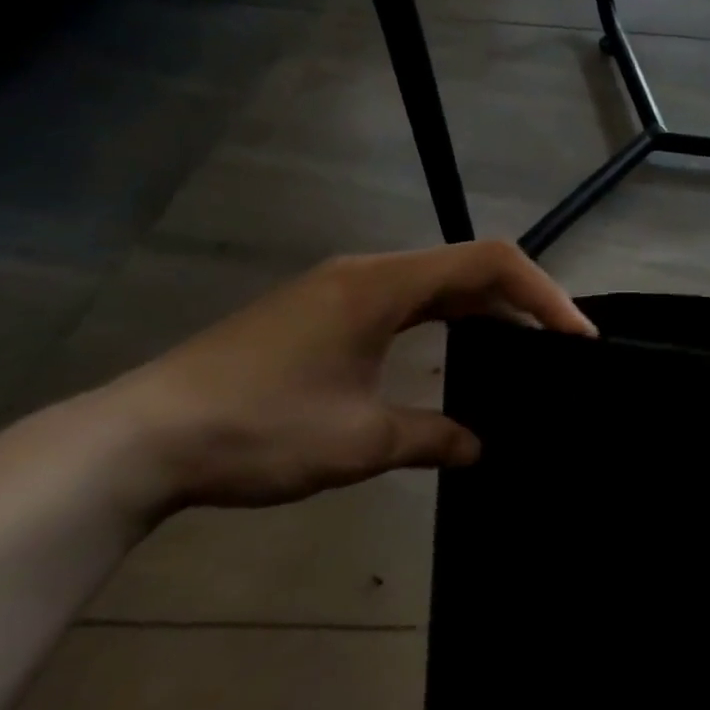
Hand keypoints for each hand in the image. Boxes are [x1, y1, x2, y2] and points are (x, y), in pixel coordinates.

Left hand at [93, 241, 595, 512]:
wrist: (132, 443)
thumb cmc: (256, 430)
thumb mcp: (359, 442)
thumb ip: (433, 437)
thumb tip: (480, 447)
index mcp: (382, 285)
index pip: (491, 263)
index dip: (545, 293)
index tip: (577, 336)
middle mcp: (367, 274)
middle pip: (469, 266)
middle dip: (524, 300)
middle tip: (562, 344)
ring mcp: (341, 290)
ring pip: (439, 283)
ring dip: (487, 309)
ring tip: (525, 348)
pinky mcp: (323, 313)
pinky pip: (408, 301)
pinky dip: (449, 319)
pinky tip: (461, 351)